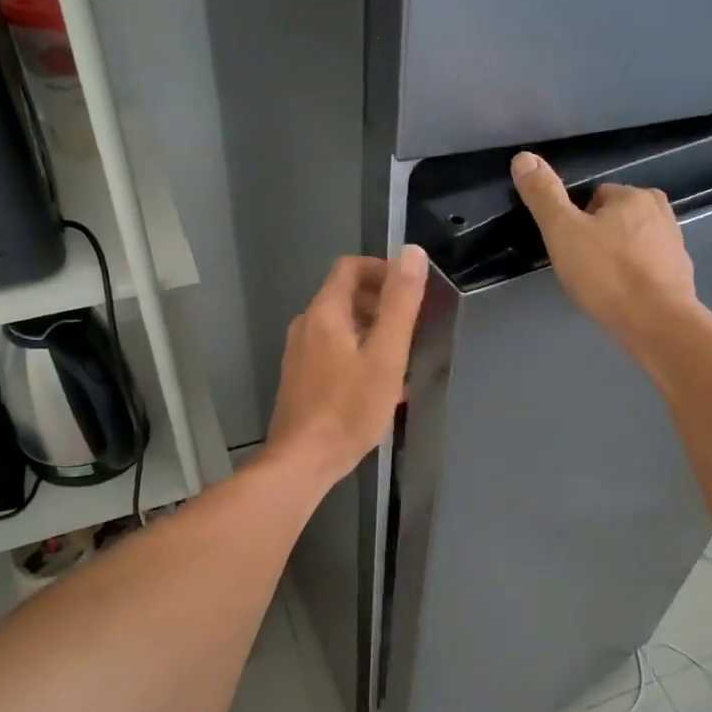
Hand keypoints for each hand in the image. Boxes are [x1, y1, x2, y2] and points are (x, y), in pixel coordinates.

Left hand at [267, 248, 428, 484]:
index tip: (411, 292)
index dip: (383, 270)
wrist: (303, 459)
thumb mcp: (386, 354)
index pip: (351, 267)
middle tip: (411, 328)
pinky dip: (357, 354)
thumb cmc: (349, 408)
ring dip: (372, 332)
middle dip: (381, 304)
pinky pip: (333, 351)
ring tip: (399, 358)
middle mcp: (306, 324)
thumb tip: (412, 252)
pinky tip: (377, 385)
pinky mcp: (300, 378)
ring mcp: (299, 353)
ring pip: (341, 327)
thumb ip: (400, 303)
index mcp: (325, 311)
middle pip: (345, 296)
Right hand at [510, 151, 699, 360]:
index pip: (595, 197)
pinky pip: (649, 267)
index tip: (570, 248)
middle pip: (616, 219)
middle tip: (583, 268)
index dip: (576, 222)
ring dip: (618, 258)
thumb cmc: (606, 273)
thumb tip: (523, 157)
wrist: (656, 322)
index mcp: (633, 195)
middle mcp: (661, 211)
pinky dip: (636, 278)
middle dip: (599, 239)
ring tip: (602, 285)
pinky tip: (624, 297)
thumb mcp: (563, 232)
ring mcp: (675, 244)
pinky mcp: (681, 274)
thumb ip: (544, 196)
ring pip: (634, 243)